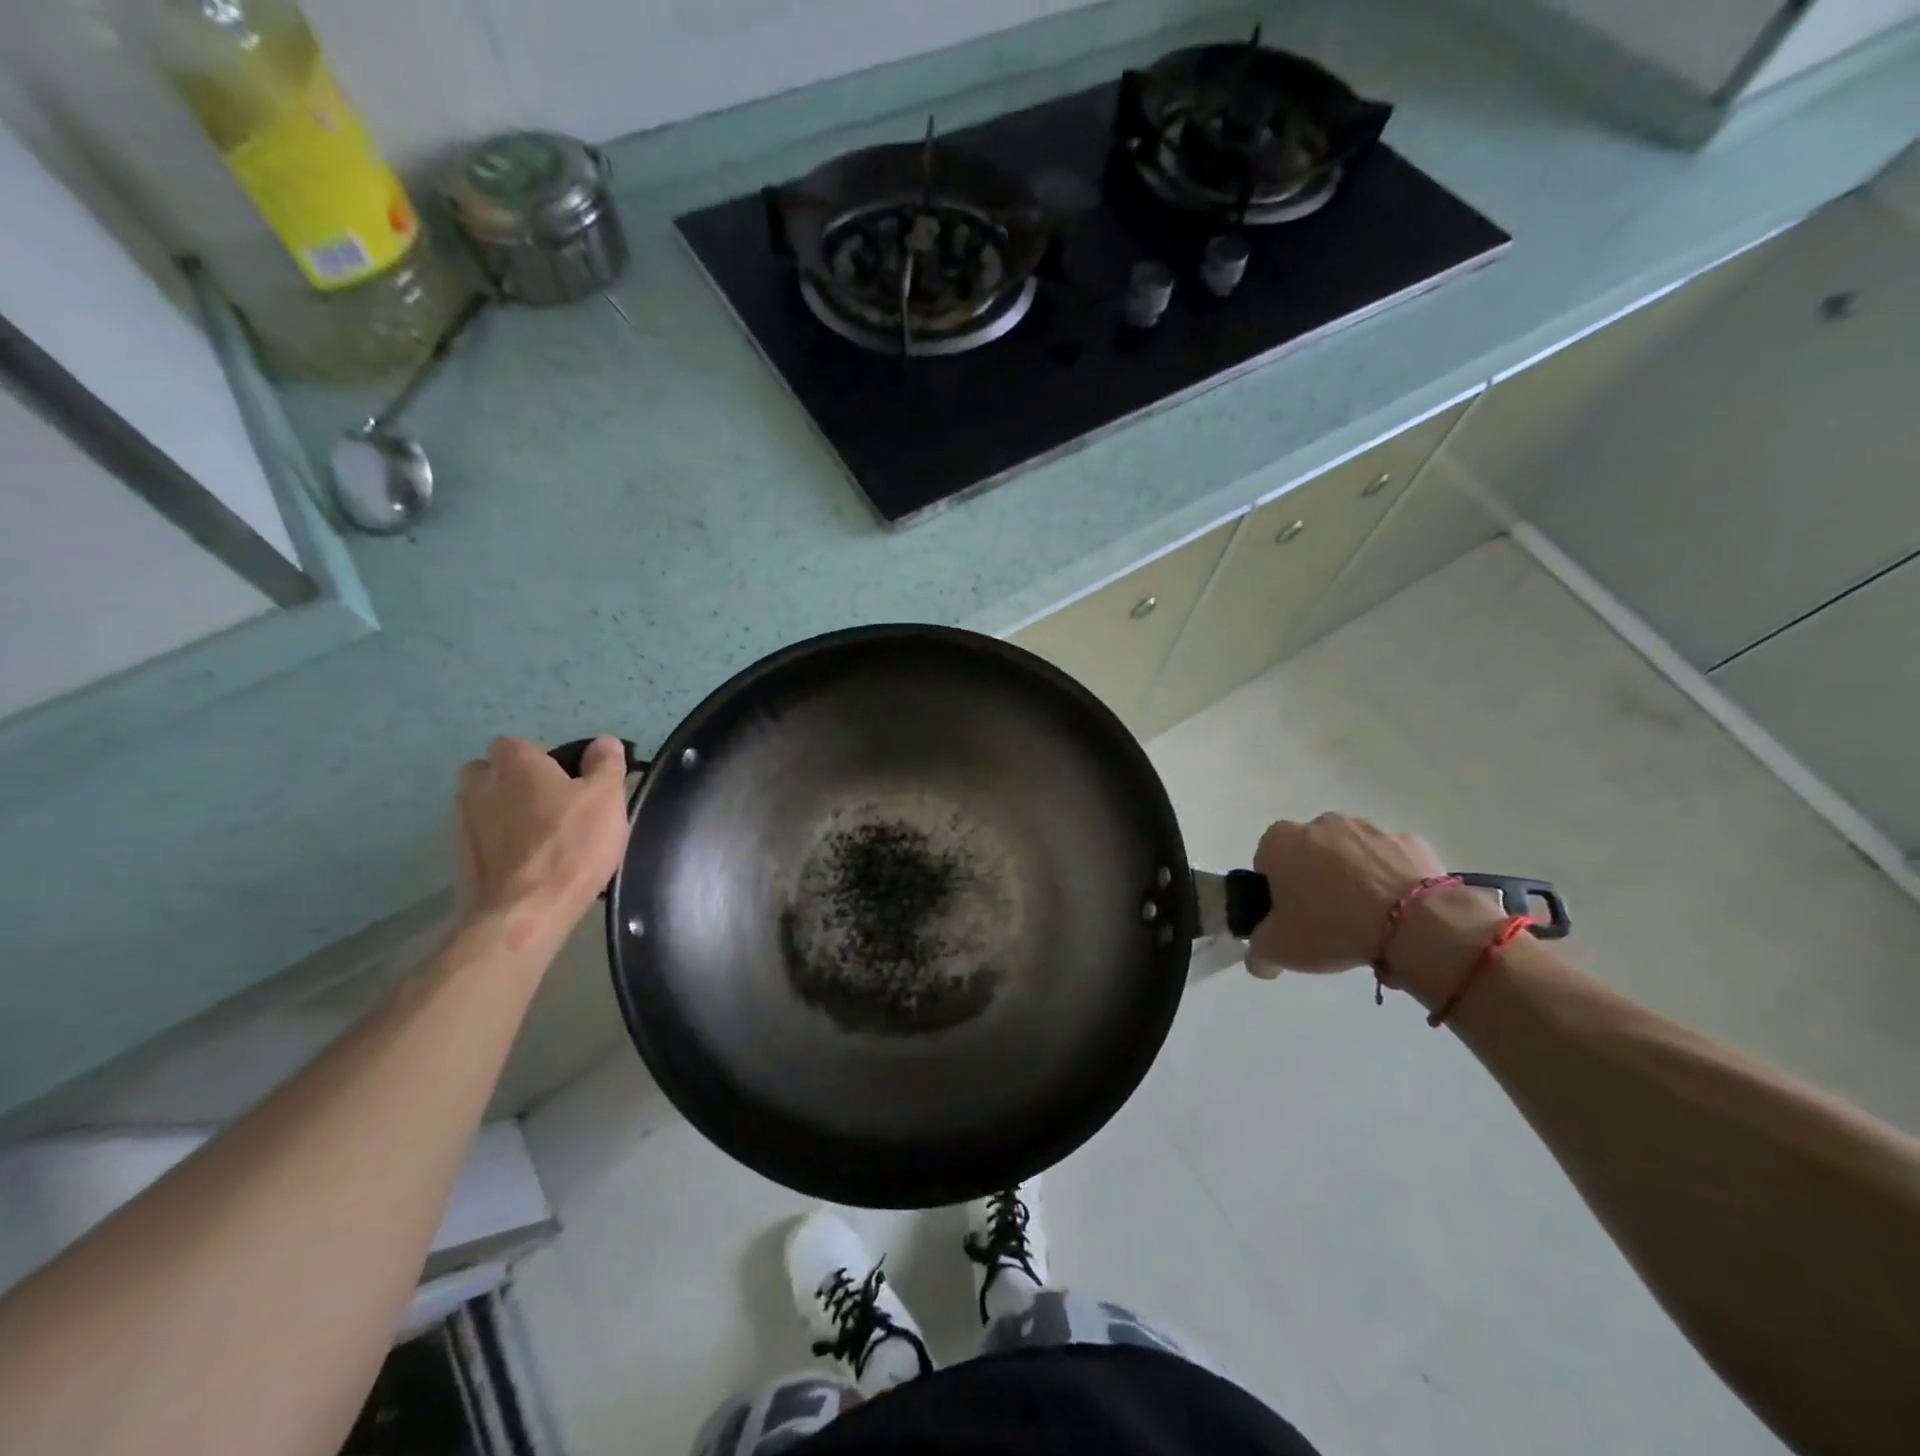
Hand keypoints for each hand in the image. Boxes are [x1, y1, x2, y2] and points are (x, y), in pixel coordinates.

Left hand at [454, 736, 629, 946]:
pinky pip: (481, 837)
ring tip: (539, 836)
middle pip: (490, 771)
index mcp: (516, 764)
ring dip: (504, 811)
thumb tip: (603, 742)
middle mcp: (480, 786)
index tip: (569, 779)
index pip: (517, 744)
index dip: (542, 757)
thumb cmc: (572, 846)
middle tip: (551, 803)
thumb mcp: (607, 799)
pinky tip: (526, 861)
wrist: (523, 911)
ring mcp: (464, 823)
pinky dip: (499, 842)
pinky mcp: (460, 858)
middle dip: (513, 781)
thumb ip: (606, 764)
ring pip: (482, 804)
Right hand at [1244, 813, 1446, 976]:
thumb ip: (1257, 950)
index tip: (1290, 916)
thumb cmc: (1330, 926)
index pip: (1266, 861)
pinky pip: (1390, 862)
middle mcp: (1321, 823)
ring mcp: (1369, 828)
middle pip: (1309, 854)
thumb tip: (1260, 957)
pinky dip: (1390, 881)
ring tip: (1367, 921)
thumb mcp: (1277, 949)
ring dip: (1353, 879)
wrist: (1414, 923)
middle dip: (1315, 880)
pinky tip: (1397, 913)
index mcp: (1281, 841)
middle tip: (1326, 920)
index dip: (1275, 890)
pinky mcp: (1409, 842)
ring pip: (1351, 855)